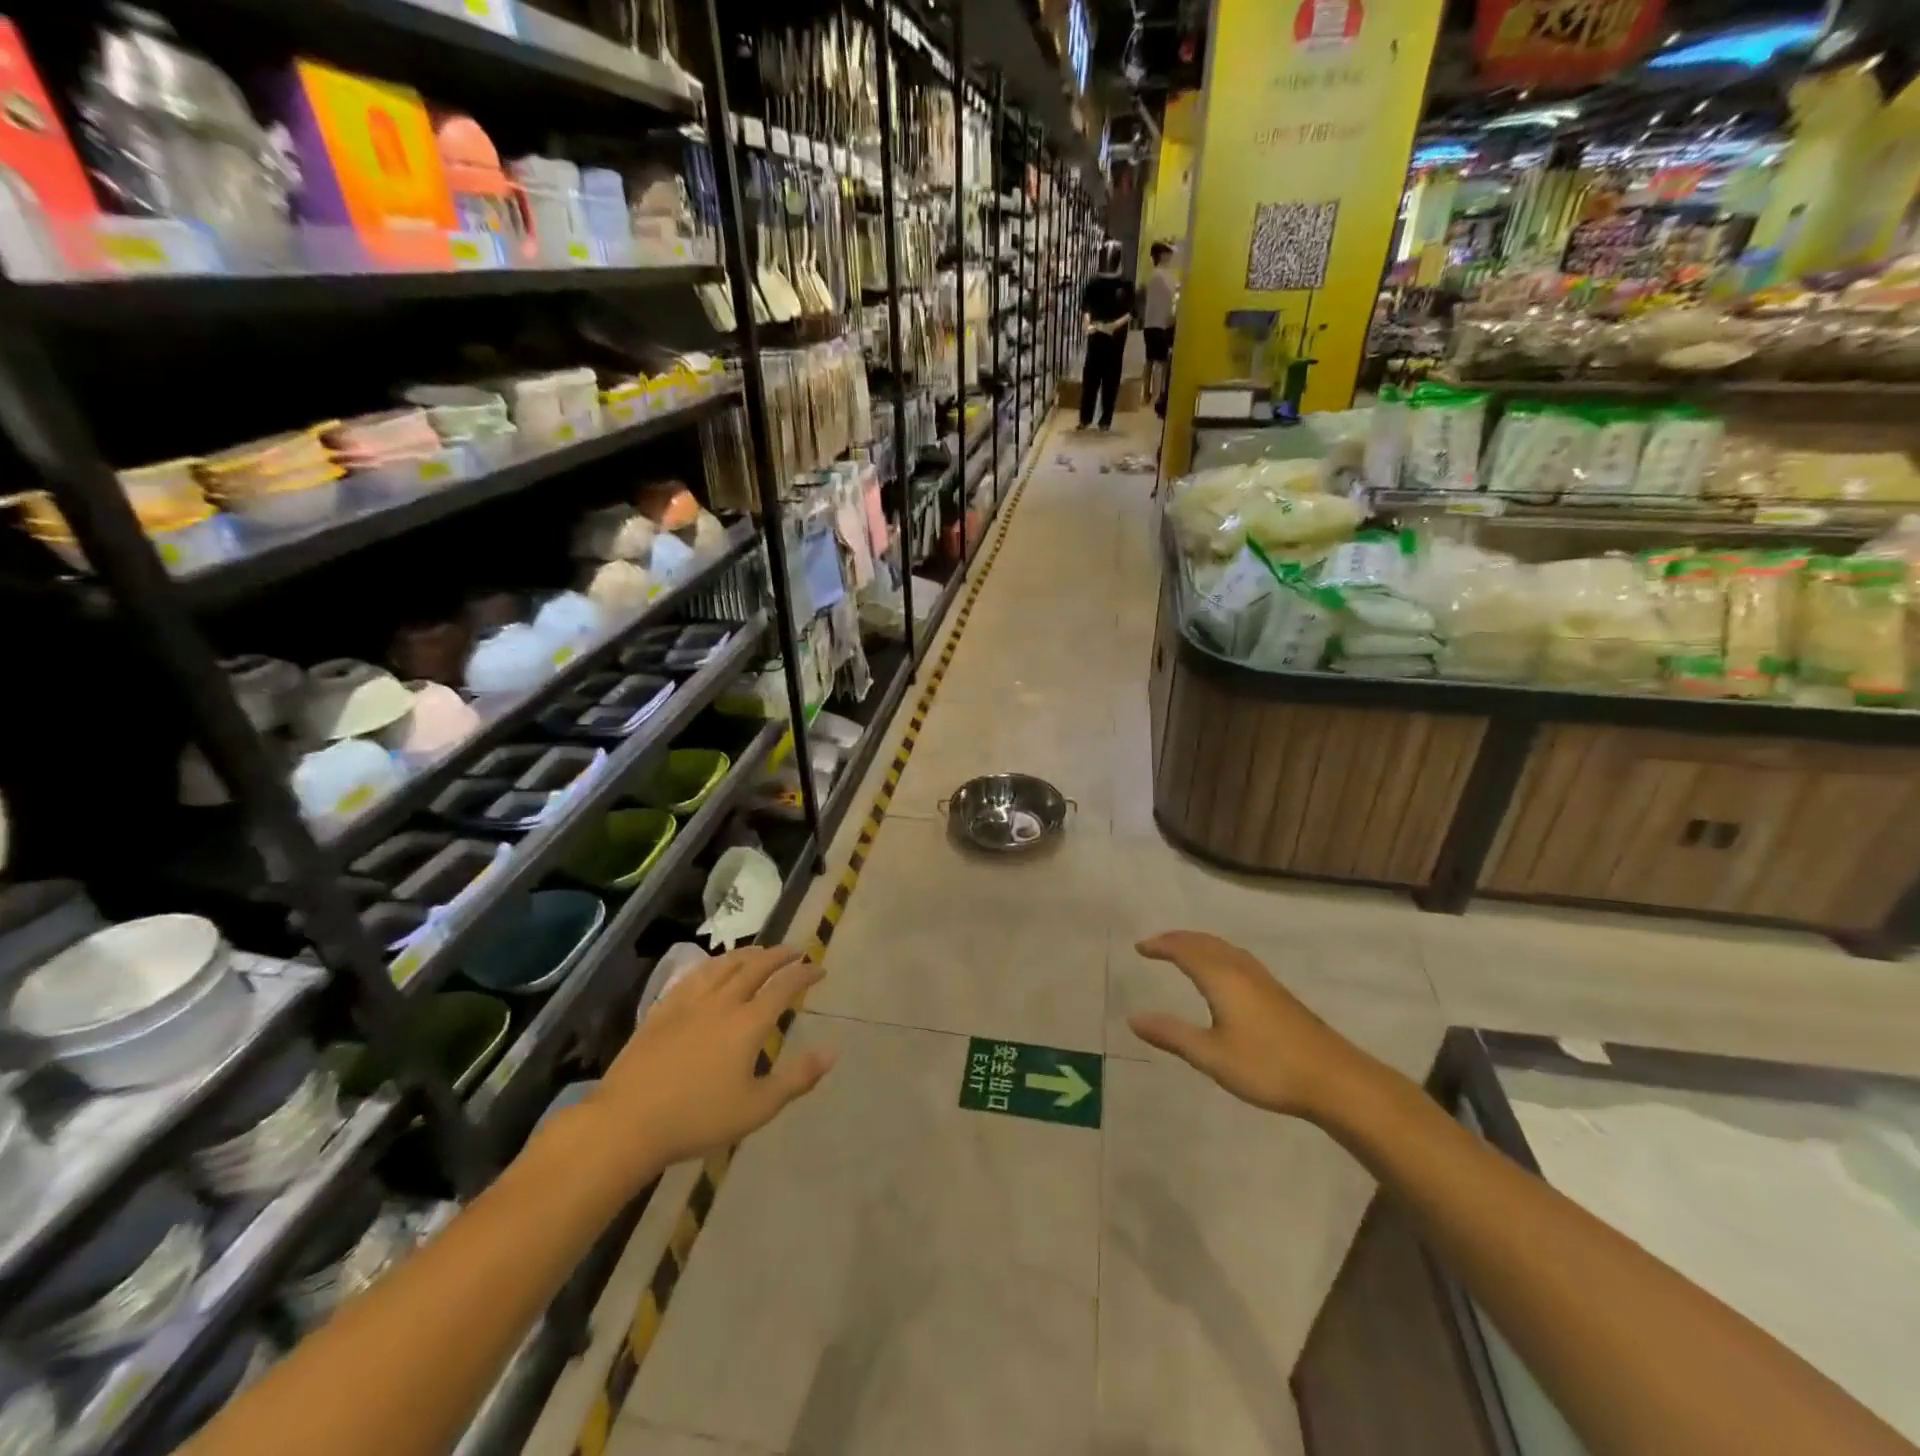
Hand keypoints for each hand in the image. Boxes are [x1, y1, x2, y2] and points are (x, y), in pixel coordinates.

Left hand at [587, 946, 834, 1169]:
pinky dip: (713, 964)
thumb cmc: (698, 1119)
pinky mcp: (663, 1010)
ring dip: (747, 953)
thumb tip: (832, 1051)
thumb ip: (797, 1078)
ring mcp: (689, 1002)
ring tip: (759, 951)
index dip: (805, 973)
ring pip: (724, 965)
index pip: (784, 986)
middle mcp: (722, 1002)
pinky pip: (694, 975)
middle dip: (779, 955)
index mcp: (748, 1023)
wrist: (628, 1122)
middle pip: (755, 966)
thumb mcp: (757, 1108)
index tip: (820, 968)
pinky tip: (713, 968)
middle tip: (795, 950)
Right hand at [1127, 931, 1372, 1119]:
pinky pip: (1237, 958)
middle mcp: (1241, 969)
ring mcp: (1263, 980)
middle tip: (1156, 944)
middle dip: (1178, 939)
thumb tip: (1133, 1018)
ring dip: (1199, 943)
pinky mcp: (1278, 993)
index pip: (1184, 950)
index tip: (1140, 947)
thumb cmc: (1267, 1066)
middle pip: (1205, 942)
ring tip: (1183, 950)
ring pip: (1224, 948)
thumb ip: (1172, 1035)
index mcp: (1221, 978)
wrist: (1334, 1079)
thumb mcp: (1211, 1055)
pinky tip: (1223, 971)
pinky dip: (1218, 953)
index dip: (1161, 946)